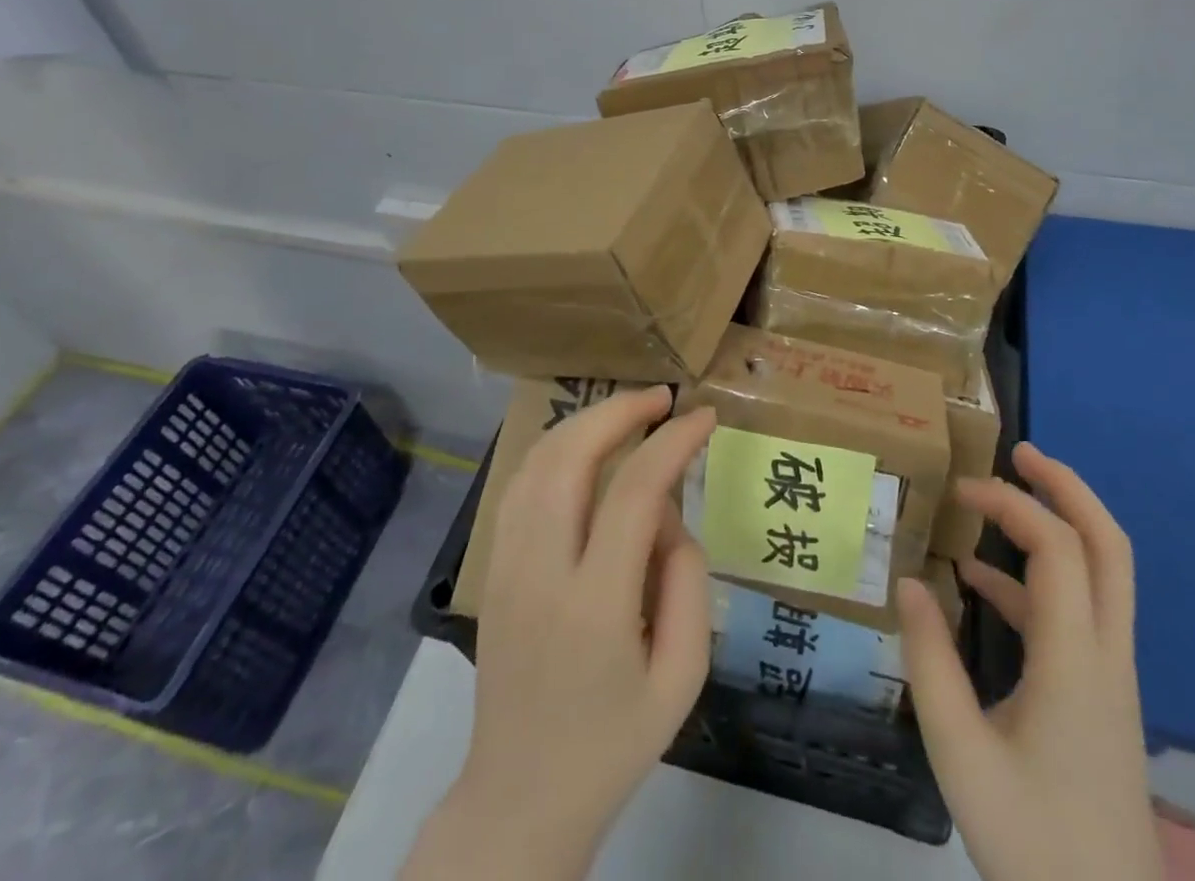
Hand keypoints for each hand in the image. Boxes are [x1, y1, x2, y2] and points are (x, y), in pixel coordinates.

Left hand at [403, 388, 716, 880]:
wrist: (520, 796)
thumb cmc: (614, 743)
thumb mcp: (683, 677)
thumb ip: (688, 582)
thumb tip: (668, 515)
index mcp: (595, 607)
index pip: (634, 494)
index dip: (673, 442)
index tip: (704, 417)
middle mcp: (540, 573)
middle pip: (570, 457)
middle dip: (619, 411)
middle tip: (662, 398)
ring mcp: (505, 566)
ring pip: (537, 462)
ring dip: (585, 422)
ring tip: (629, 413)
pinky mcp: (490, 568)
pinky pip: (520, 485)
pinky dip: (555, 448)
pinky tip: (584, 447)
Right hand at [897, 442, 1162, 880]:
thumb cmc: (1033, 842)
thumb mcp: (960, 754)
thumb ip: (930, 661)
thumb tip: (908, 581)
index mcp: (1077, 661)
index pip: (1058, 548)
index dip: (1012, 504)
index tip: (960, 492)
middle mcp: (1106, 654)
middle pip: (1108, 545)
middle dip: (1067, 487)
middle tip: (1020, 452)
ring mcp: (1111, 675)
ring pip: (1102, 574)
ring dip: (1056, 525)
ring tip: (993, 503)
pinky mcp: (1101, 695)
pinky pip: (1078, 612)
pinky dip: (1036, 580)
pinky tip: (980, 585)